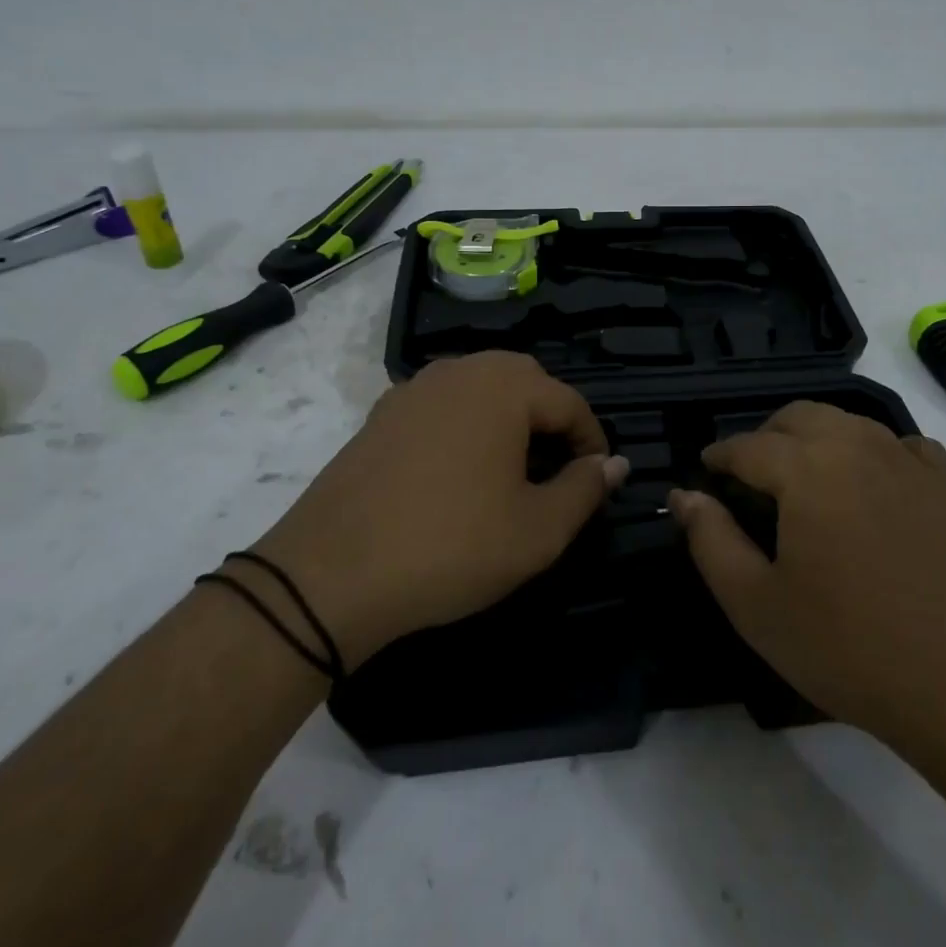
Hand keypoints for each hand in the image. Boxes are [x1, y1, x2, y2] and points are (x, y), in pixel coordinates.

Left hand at [251, 352, 627, 670]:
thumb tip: (615, 464)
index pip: (569, 402)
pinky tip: (458, 472)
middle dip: (551, 420)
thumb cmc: (451, 547)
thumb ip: (586, 489)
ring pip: (481, 388)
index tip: (597, 481)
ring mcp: (414, 389)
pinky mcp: (382, 414)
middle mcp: (460, 370)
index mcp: (504, 387)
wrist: (330, 575)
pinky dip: (466, 425)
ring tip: (512, 469)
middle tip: (557, 470)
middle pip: (526, 382)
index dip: (592, 442)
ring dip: (508, 419)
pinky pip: (443, 405)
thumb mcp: (538, 530)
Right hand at [669, 401, 945, 761]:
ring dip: (815, 438)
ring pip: (849, 423)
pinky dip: (873, 451)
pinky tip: (871, 484)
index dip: (719, 456)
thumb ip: (711, 541)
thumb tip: (684, 496)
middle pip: (799, 417)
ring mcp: (910, 463)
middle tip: (748, 476)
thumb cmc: (851, 649)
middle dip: (765, 437)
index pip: (748, 445)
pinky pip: (901, 446)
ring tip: (802, 479)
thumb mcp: (757, 605)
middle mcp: (859, 445)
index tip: (704, 471)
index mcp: (808, 467)